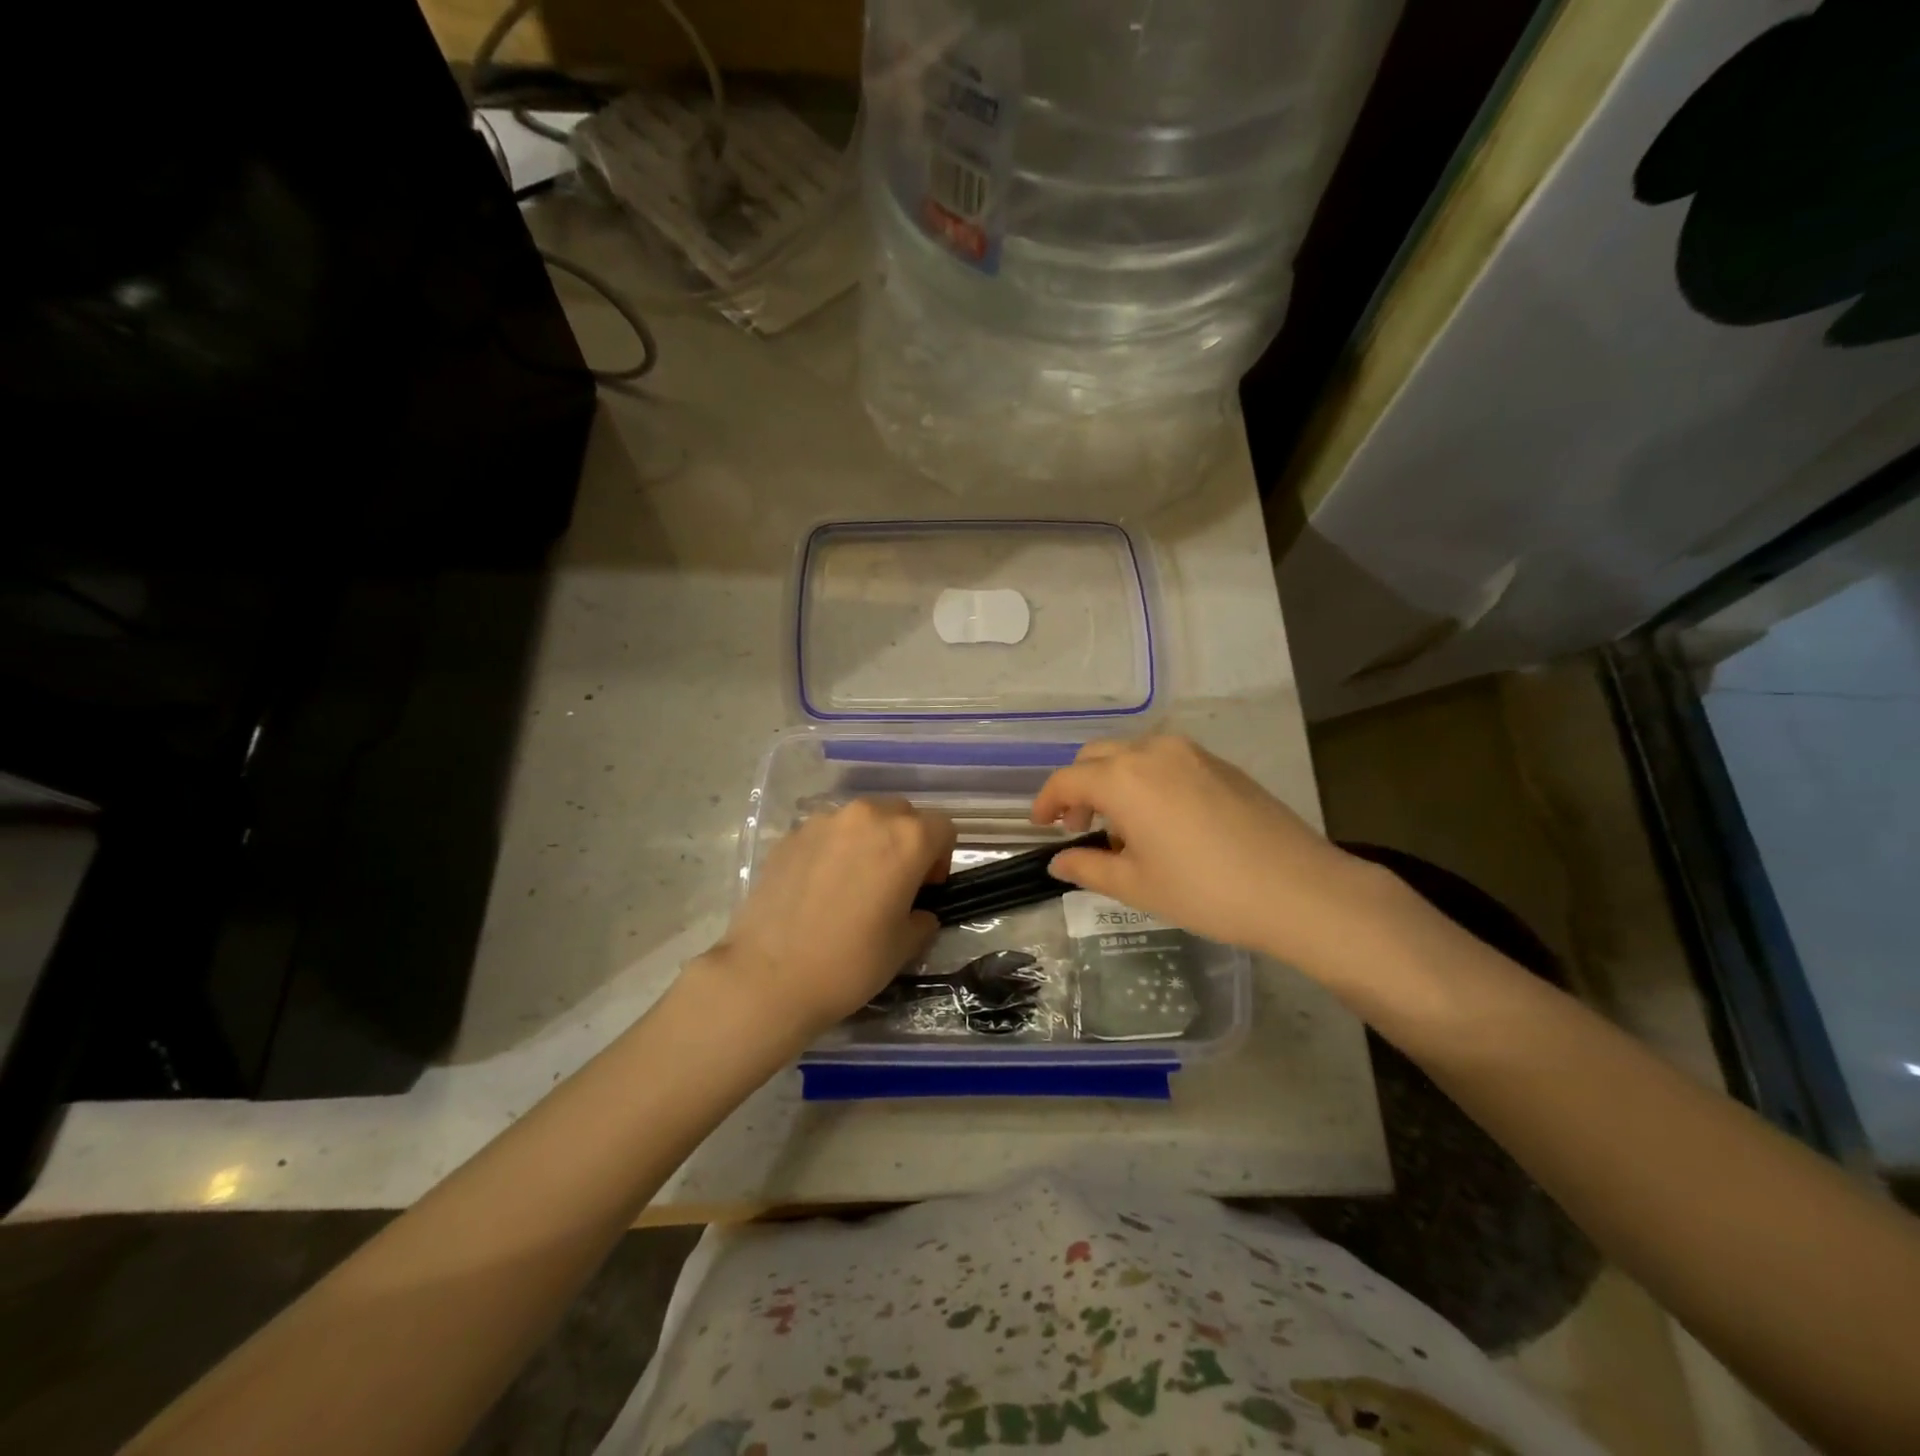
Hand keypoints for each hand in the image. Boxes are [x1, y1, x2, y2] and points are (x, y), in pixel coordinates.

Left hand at [710, 798, 954, 1038]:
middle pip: (902, 814)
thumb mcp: (904, 947)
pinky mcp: (791, 835)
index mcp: (906, 839)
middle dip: (906, 842)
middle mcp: (867, 817)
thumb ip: (922, 918)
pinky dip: (834, 850)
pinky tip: (819, 889)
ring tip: (853, 883)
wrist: (768, 976)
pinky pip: (826, 833)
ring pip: (862, 819)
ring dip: (869, 841)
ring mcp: (824, 822)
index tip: (925, 890)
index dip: (942, 858)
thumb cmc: (849, 963)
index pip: (943, 828)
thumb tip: (918, 912)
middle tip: (894, 883)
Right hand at [1031, 735, 1386, 970]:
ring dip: (1114, 781)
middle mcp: (1153, 752)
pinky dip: (1146, 780)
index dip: (1046, 802)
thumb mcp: (1137, 886)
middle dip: (1079, 787)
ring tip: (1123, 827)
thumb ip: (1089, 867)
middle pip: (1097, 757)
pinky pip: (1165, 761)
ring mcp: (1191, 753)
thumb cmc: (1206, 891)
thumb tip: (1058, 861)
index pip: (1067, 779)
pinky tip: (1162, 819)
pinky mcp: (1220, 763)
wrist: (1299, 889)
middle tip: (1080, 826)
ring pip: (1132, 754)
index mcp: (1124, 779)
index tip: (1041, 825)